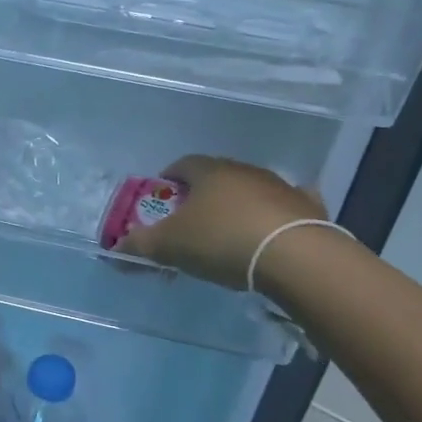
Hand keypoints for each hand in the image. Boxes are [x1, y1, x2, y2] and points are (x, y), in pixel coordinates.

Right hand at [118, 154, 326, 290]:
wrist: (295, 257)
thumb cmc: (222, 241)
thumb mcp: (170, 246)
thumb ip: (140, 244)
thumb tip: (114, 247)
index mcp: (209, 171)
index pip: (182, 165)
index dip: (168, 180)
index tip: (162, 200)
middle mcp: (244, 170)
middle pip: (216, 177)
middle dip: (201, 196)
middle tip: (190, 224)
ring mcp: (279, 187)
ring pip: (250, 191)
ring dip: (237, 207)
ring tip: (228, 236)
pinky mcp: (307, 208)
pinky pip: (285, 207)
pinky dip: (275, 216)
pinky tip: (271, 233)